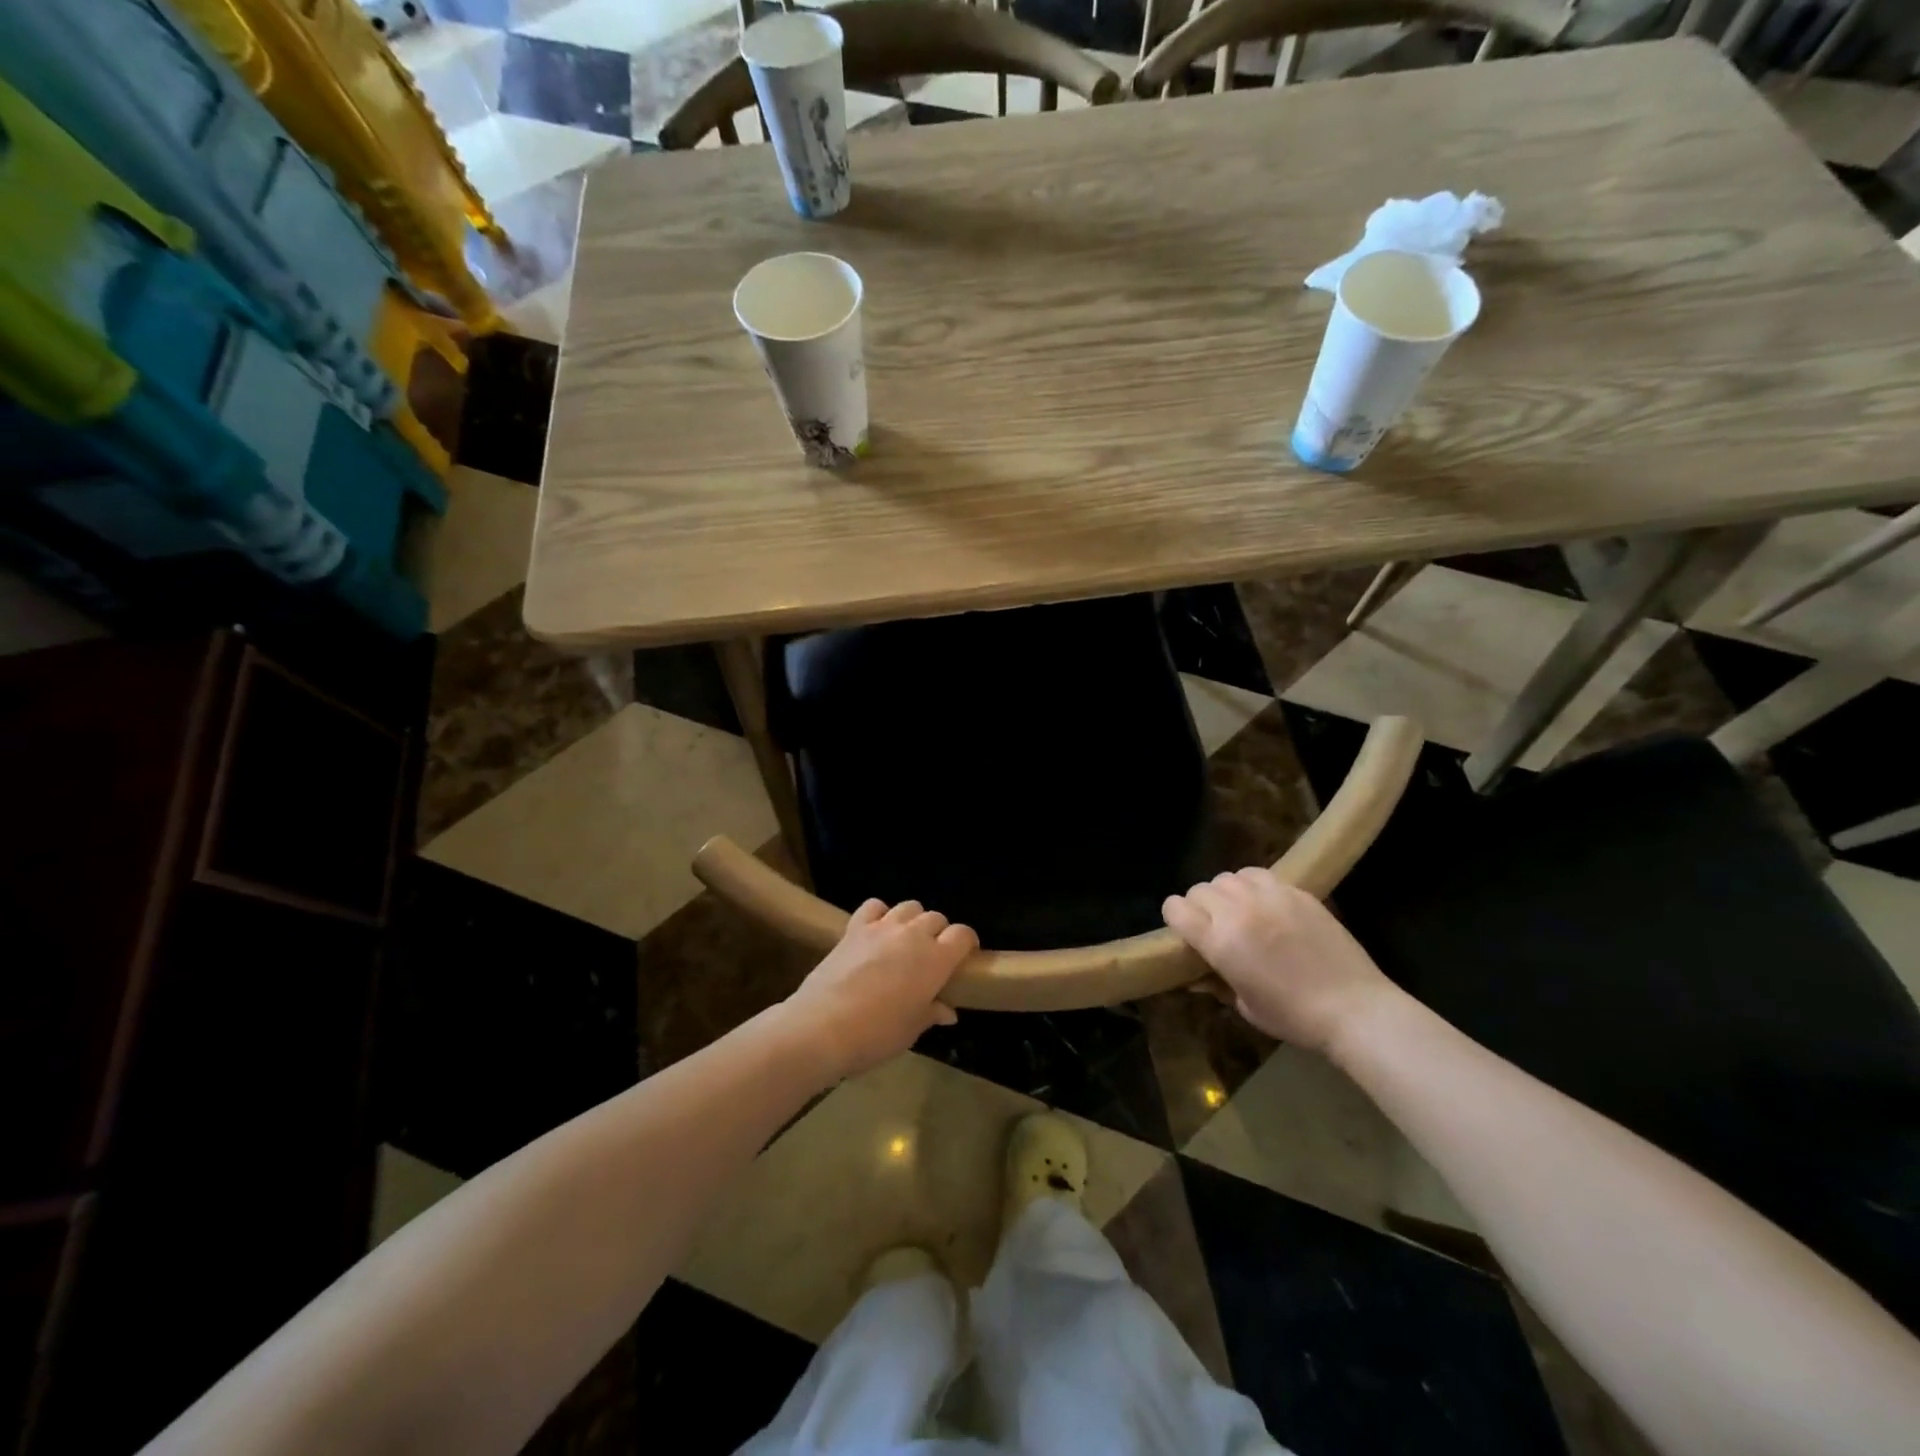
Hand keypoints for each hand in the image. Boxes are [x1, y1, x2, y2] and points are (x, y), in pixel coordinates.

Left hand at [783, 899, 977, 1080]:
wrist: (823, 1027)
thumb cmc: (876, 1034)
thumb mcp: (911, 1030)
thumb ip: (932, 1013)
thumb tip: (947, 1010)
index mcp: (936, 960)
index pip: (963, 935)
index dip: (967, 943)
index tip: (965, 958)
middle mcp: (913, 935)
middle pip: (936, 918)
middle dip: (940, 933)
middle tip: (932, 956)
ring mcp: (882, 927)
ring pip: (909, 907)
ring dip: (913, 920)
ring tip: (906, 941)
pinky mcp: (855, 928)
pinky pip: (874, 906)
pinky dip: (880, 913)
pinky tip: (877, 930)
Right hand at [1162, 868, 1399, 1053]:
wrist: (1354, 1008)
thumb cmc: (1295, 1017)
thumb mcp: (1246, 1007)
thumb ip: (1216, 983)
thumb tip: (1195, 976)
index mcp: (1219, 942)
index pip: (1175, 908)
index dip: (1176, 918)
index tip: (1186, 932)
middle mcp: (1237, 911)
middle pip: (1199, 889)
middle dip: (1200, 906)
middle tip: (1215, 926)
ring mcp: (1268, 896)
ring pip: (1228, 877)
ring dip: (1226, 893)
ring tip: (1241, 911)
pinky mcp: (1295, 891)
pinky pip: (1258, 874)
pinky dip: (1252, 885)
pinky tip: (1265, 904)